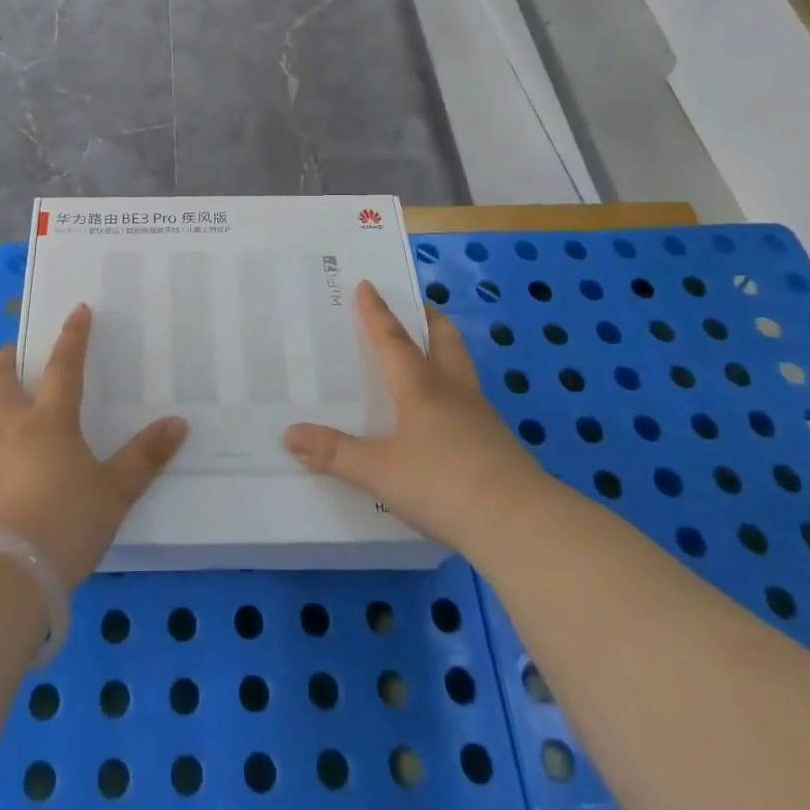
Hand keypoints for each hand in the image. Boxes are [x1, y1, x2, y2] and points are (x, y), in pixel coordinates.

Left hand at [0, 305, 187, 589]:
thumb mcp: (114, 494)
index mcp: (49, 422)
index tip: (77, 311)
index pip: (65, 367)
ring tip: (0, 419)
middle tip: (12, 353)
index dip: (73, 337)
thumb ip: (144, 458)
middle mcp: (6, 428)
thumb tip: (179, 422)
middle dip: (6, 360)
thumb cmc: (63, 525)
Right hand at [284, 281, 542, 550]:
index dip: (378, 313)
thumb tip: (289, 433)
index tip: (368, 285)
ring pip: (461, 369)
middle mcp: (452, 391)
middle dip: (428, 319)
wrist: (520, 524)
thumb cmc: (442, 484)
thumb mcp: (378, 471)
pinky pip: (470, 403)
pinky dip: (453, 392)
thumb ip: (334, 452)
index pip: (394, 340)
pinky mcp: (498, 444)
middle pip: (444, 340)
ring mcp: (481, 417)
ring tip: (428, 355)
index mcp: (420, 387)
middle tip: (415, 307)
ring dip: (444, 353)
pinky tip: (444, 416)